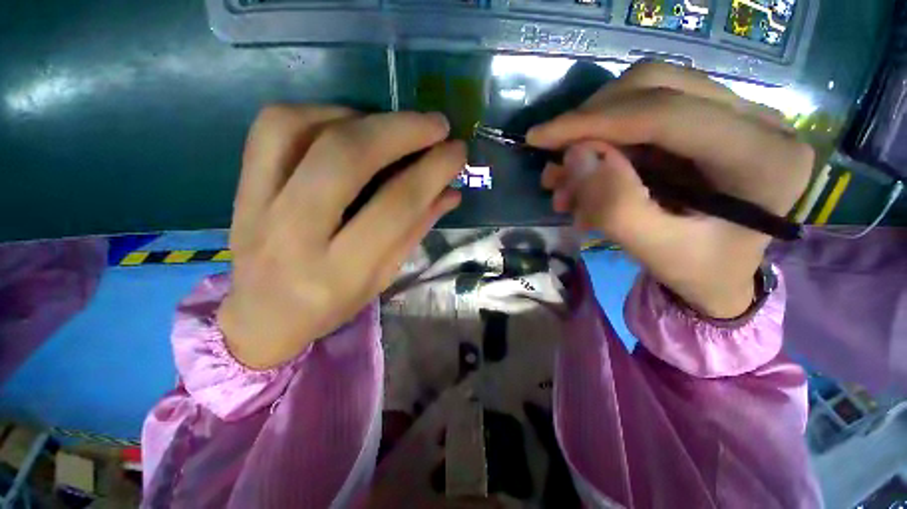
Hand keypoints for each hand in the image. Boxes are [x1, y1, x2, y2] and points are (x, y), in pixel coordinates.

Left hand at [218, 106, 463, 368]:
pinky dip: (319, 113)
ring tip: (390, 126)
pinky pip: (272, 128)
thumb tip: (450, 191)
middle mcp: (295, 235)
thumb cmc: (332, 303)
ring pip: (300, 129)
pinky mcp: (241, 186)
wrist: (262, 316)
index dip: (433, 171)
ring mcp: (258, 206)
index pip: (396, 206)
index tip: (457, 151)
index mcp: (342, 271)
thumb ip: (415, 229)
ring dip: (360, 117)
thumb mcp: (383, 277)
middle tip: (436, 125)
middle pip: (345, 158)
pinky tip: (346, 126)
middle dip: (400, 130)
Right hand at [527, 62, 813, 317]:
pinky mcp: (712, 118)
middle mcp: (759, 119)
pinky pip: (646, 110)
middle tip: (554, 158)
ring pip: (647, 92)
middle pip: (656, 86)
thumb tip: (574, 156)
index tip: (540, 137)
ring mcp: (738, 112)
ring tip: (564, 178)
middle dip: (590, 120)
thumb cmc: (696, 270)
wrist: (722, 273)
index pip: (667, 113)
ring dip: (593, 131)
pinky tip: (585, 173)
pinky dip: (604, 138)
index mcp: (763, 158)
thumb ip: (614, 207)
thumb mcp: (653, 250)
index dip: (594, 121)